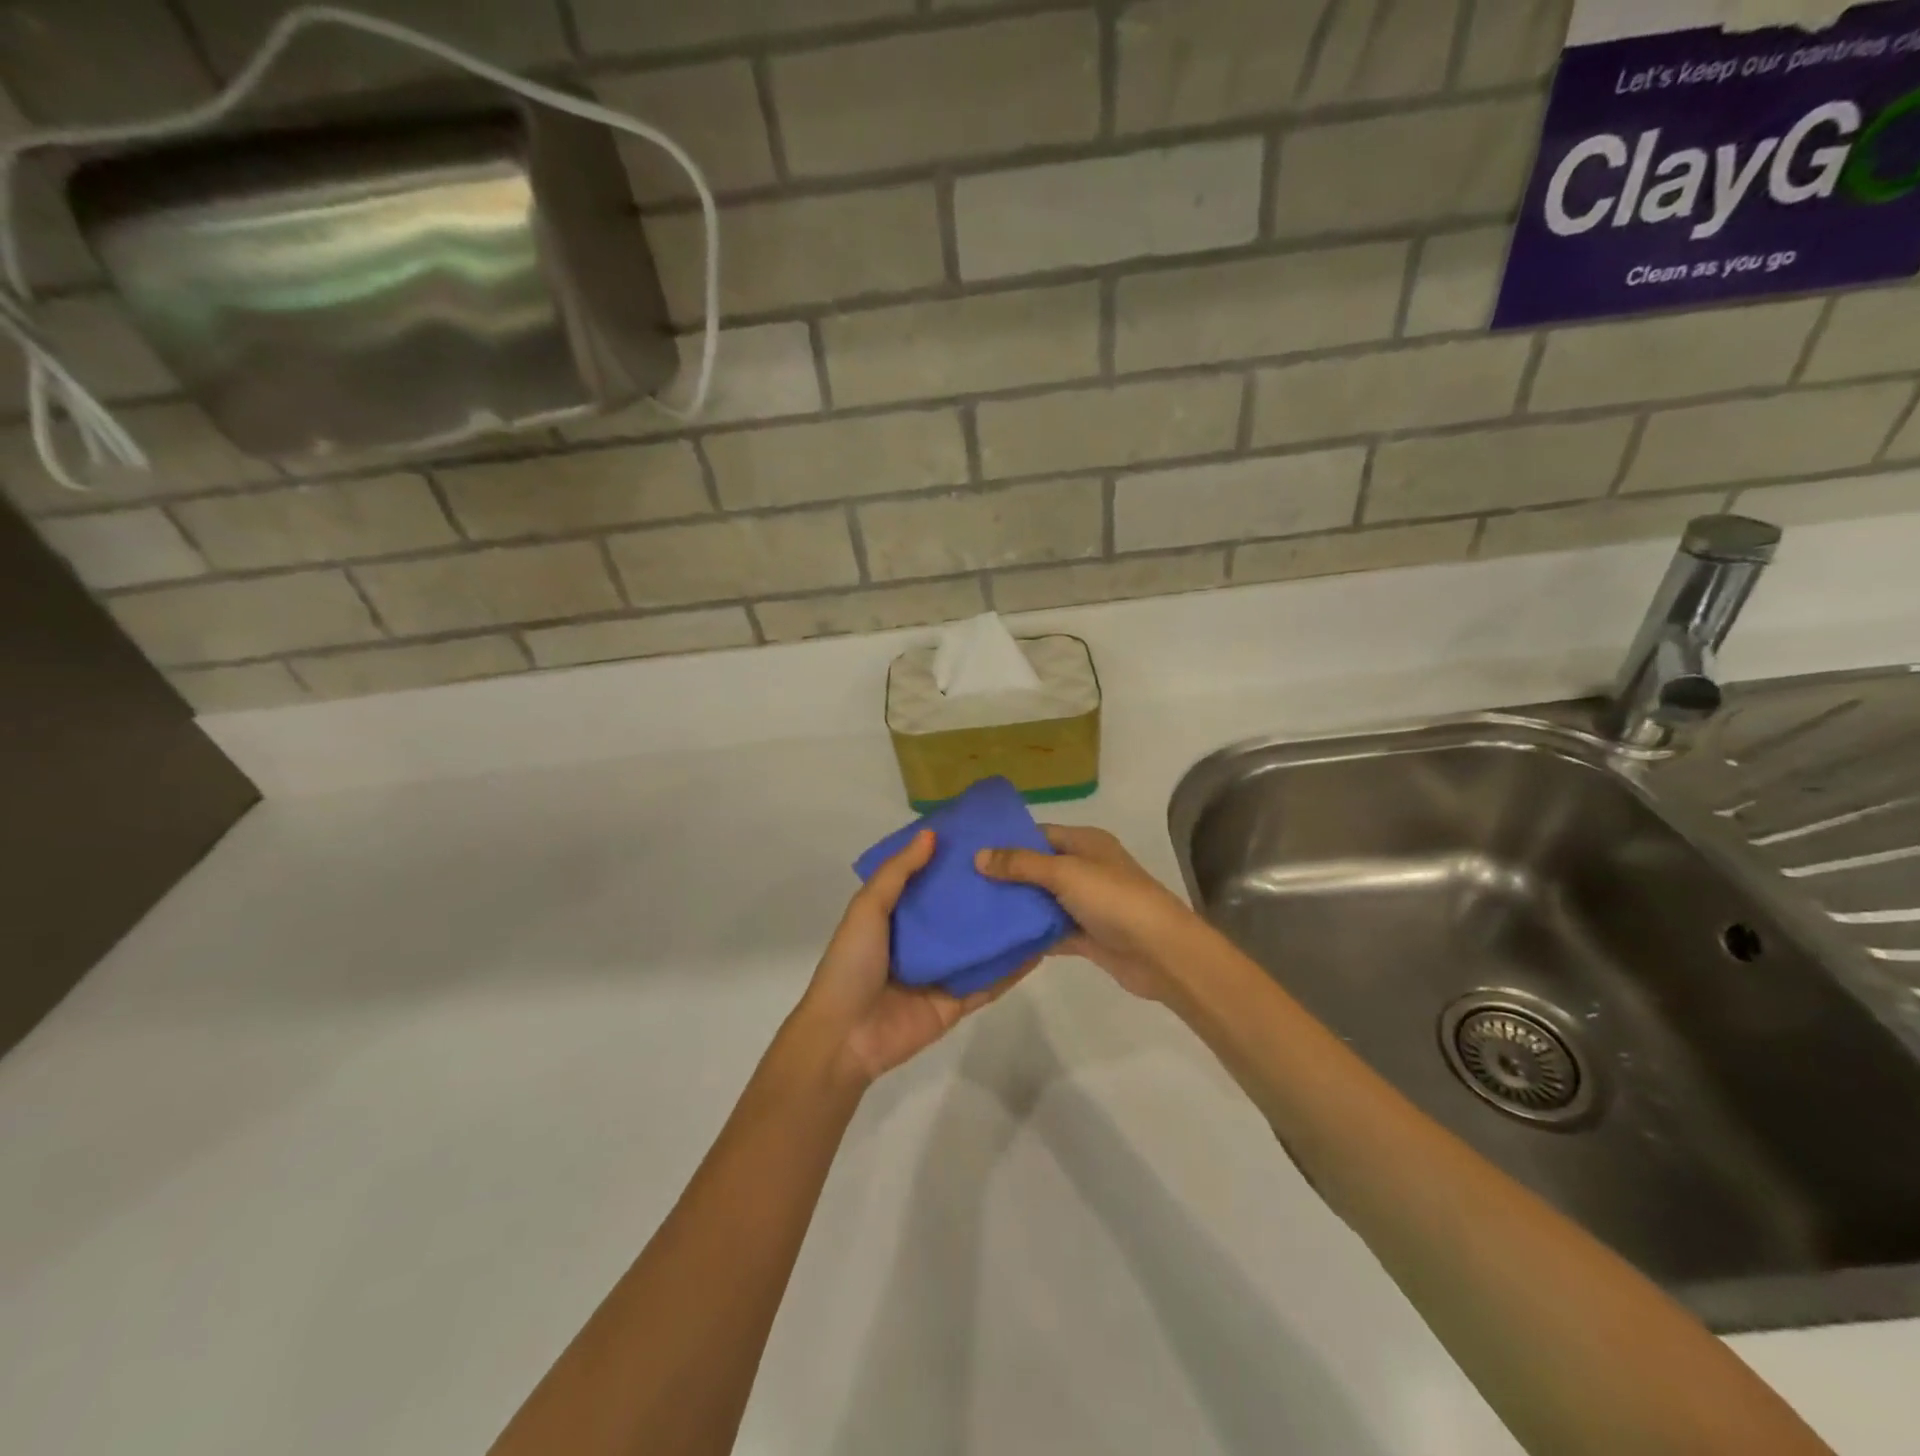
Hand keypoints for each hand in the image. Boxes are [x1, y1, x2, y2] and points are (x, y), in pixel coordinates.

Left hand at [795, 829, 1032, 1086]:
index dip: (952, 860)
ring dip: (1004, 927)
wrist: (845, 1036)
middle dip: (985, 892)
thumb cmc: (852, 964)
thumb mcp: (867, 909)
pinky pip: (989, 982)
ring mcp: (942, 972)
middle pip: (959, 912)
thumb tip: (931, 834)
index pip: (930, 881)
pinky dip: (1012, 968)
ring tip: (1040, 900)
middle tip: (1022, 865)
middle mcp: (921, 940)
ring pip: (979, 945)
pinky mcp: (957, 1002)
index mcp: (896, 916)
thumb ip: (898, 873)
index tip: (983, 836)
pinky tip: (1038, 947)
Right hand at [975, 825, 1196, 1000]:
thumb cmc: (1114, 899)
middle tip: (961, 883)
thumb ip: (1021, 865)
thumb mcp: (1065, 872)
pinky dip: (1029, 935)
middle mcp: (1085, 869)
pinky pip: (1050, 931)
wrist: (1161, 953)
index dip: (1007, 840)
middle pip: (1037, 868)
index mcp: (1086, 843)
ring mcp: (1086, 904)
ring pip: (1042, 901)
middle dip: (1005, 876)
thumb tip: (978, 855)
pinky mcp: (1085, 936)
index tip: (970, 850)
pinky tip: (997, 938)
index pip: (1039, 834)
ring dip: (1015, 906)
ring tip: (971, 909)